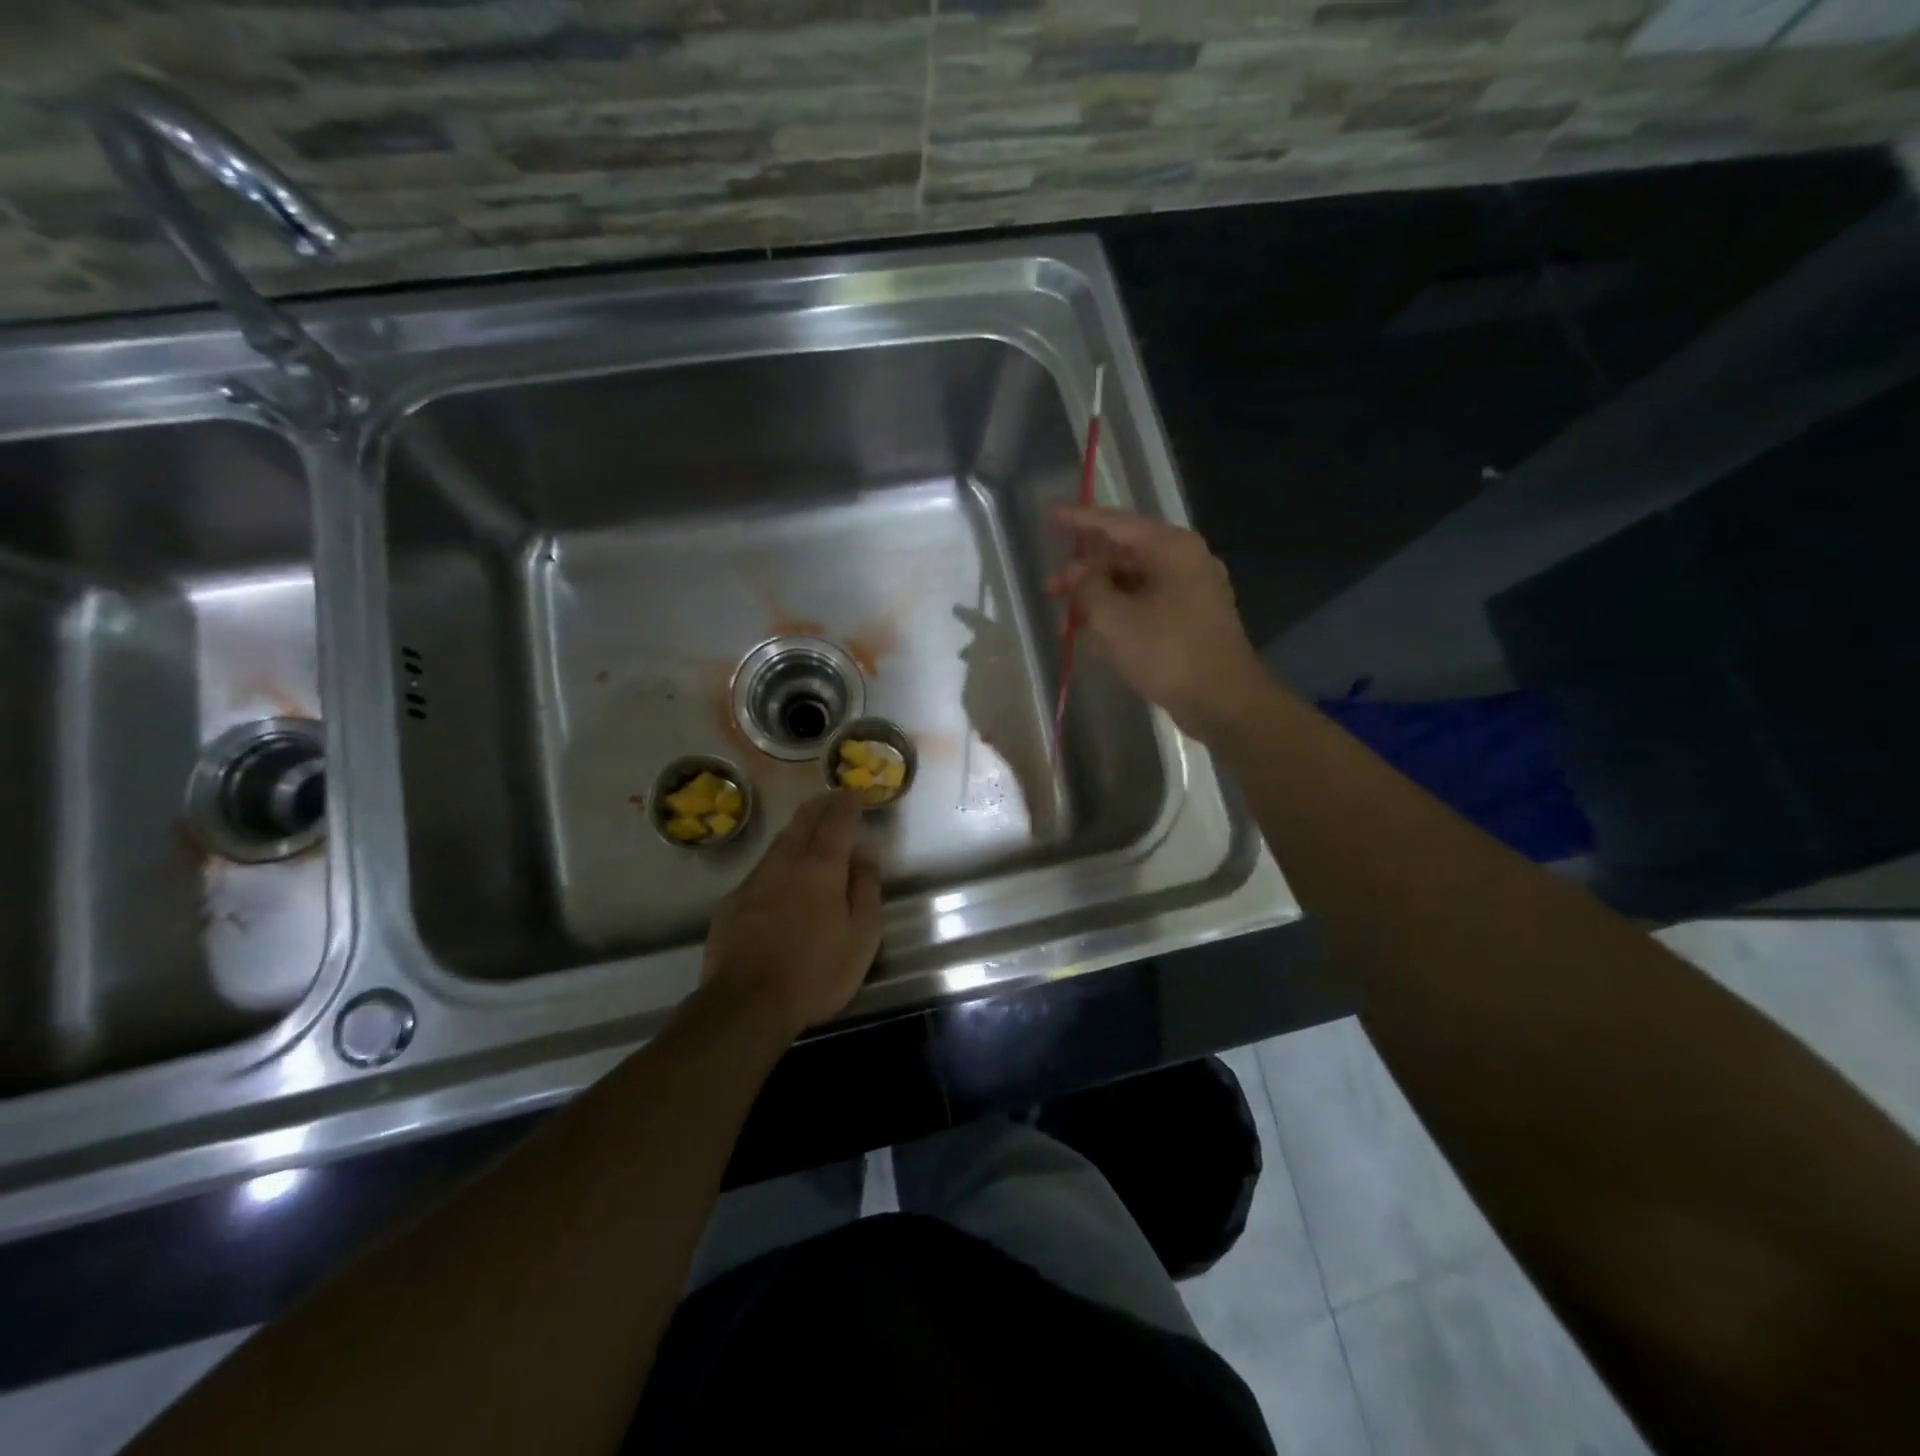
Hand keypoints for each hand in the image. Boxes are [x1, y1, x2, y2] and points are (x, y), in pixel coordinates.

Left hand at [702, 790, 882, 1033]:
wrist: (747, 1004)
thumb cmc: (817, 972)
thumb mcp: (862, 936)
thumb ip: (866, 888)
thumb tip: (866, 851)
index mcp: (821, 868)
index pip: (837, 823)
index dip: (847, 804)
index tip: (855, 791)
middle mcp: (786, 864)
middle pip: (803, 824)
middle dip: (819, 806)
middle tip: (830, 796)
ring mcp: (754, 881)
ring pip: (778, 843)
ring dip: (796, 828)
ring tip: (808, 822)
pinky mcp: (732, 903)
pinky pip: (760, 869)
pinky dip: (776, 858)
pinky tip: (779, 870)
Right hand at [1048, 505, 1266, 738]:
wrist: (1224, 701)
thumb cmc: (1168, 652)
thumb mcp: (1114, 619)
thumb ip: (1088, 588)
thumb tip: (1077, 574)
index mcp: (1171, 548)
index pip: (1115, 523)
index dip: (1078, 521)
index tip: (1049, 517)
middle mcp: (1185, 561)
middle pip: (1124, 555)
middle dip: (1084, 572)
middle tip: (1050, 589)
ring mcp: (1192, 591)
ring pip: (1133, 584)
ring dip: (1098, 599)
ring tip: (1066, 620)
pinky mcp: (1192, 620)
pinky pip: (1146, 606)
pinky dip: (1119, 615)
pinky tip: (1095, 635)